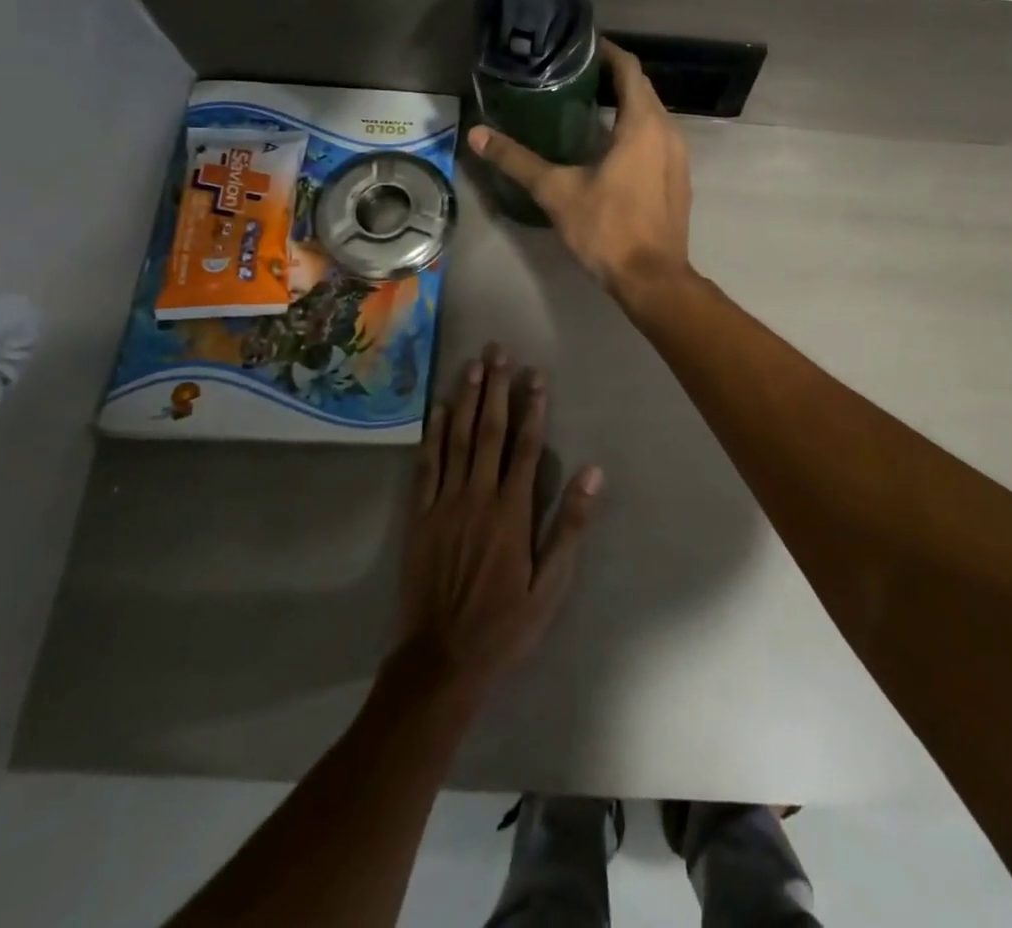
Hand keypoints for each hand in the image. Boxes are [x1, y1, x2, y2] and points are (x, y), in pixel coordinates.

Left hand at [392, 343, 603, 707]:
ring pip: (457, 440)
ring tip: (471, 365)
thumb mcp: (550, 585)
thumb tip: (592, 473)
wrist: (441, 660)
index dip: (532, 407)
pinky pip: (427, 466)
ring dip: (465, 400)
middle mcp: (477, 496)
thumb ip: (569, 526)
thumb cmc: (504, 624)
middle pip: (488, 431)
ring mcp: (444, 503)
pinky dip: (433, 435)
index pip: (525, 446)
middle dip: (496, 388)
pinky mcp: (420, 516)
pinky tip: (438, 410)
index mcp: (512, 511)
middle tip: (498, 351)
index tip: (536, 374)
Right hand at [470, 39, 693, 309]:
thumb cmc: (608, 228)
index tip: (578, 47)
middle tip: (572, 75)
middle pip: (641, 89)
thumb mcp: (557, 192)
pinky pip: (658, 139)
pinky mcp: (679, 178)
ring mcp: (679, 156)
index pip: (629, 69)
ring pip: (652, 115)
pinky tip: (608, 146)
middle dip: (611, 77)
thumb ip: (518, 160)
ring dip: (624, 105)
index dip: (606, 52)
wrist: (652, 278)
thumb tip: (477, 135)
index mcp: (644, 124)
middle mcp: (669, 131)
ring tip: (585, 105)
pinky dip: (635, 130)